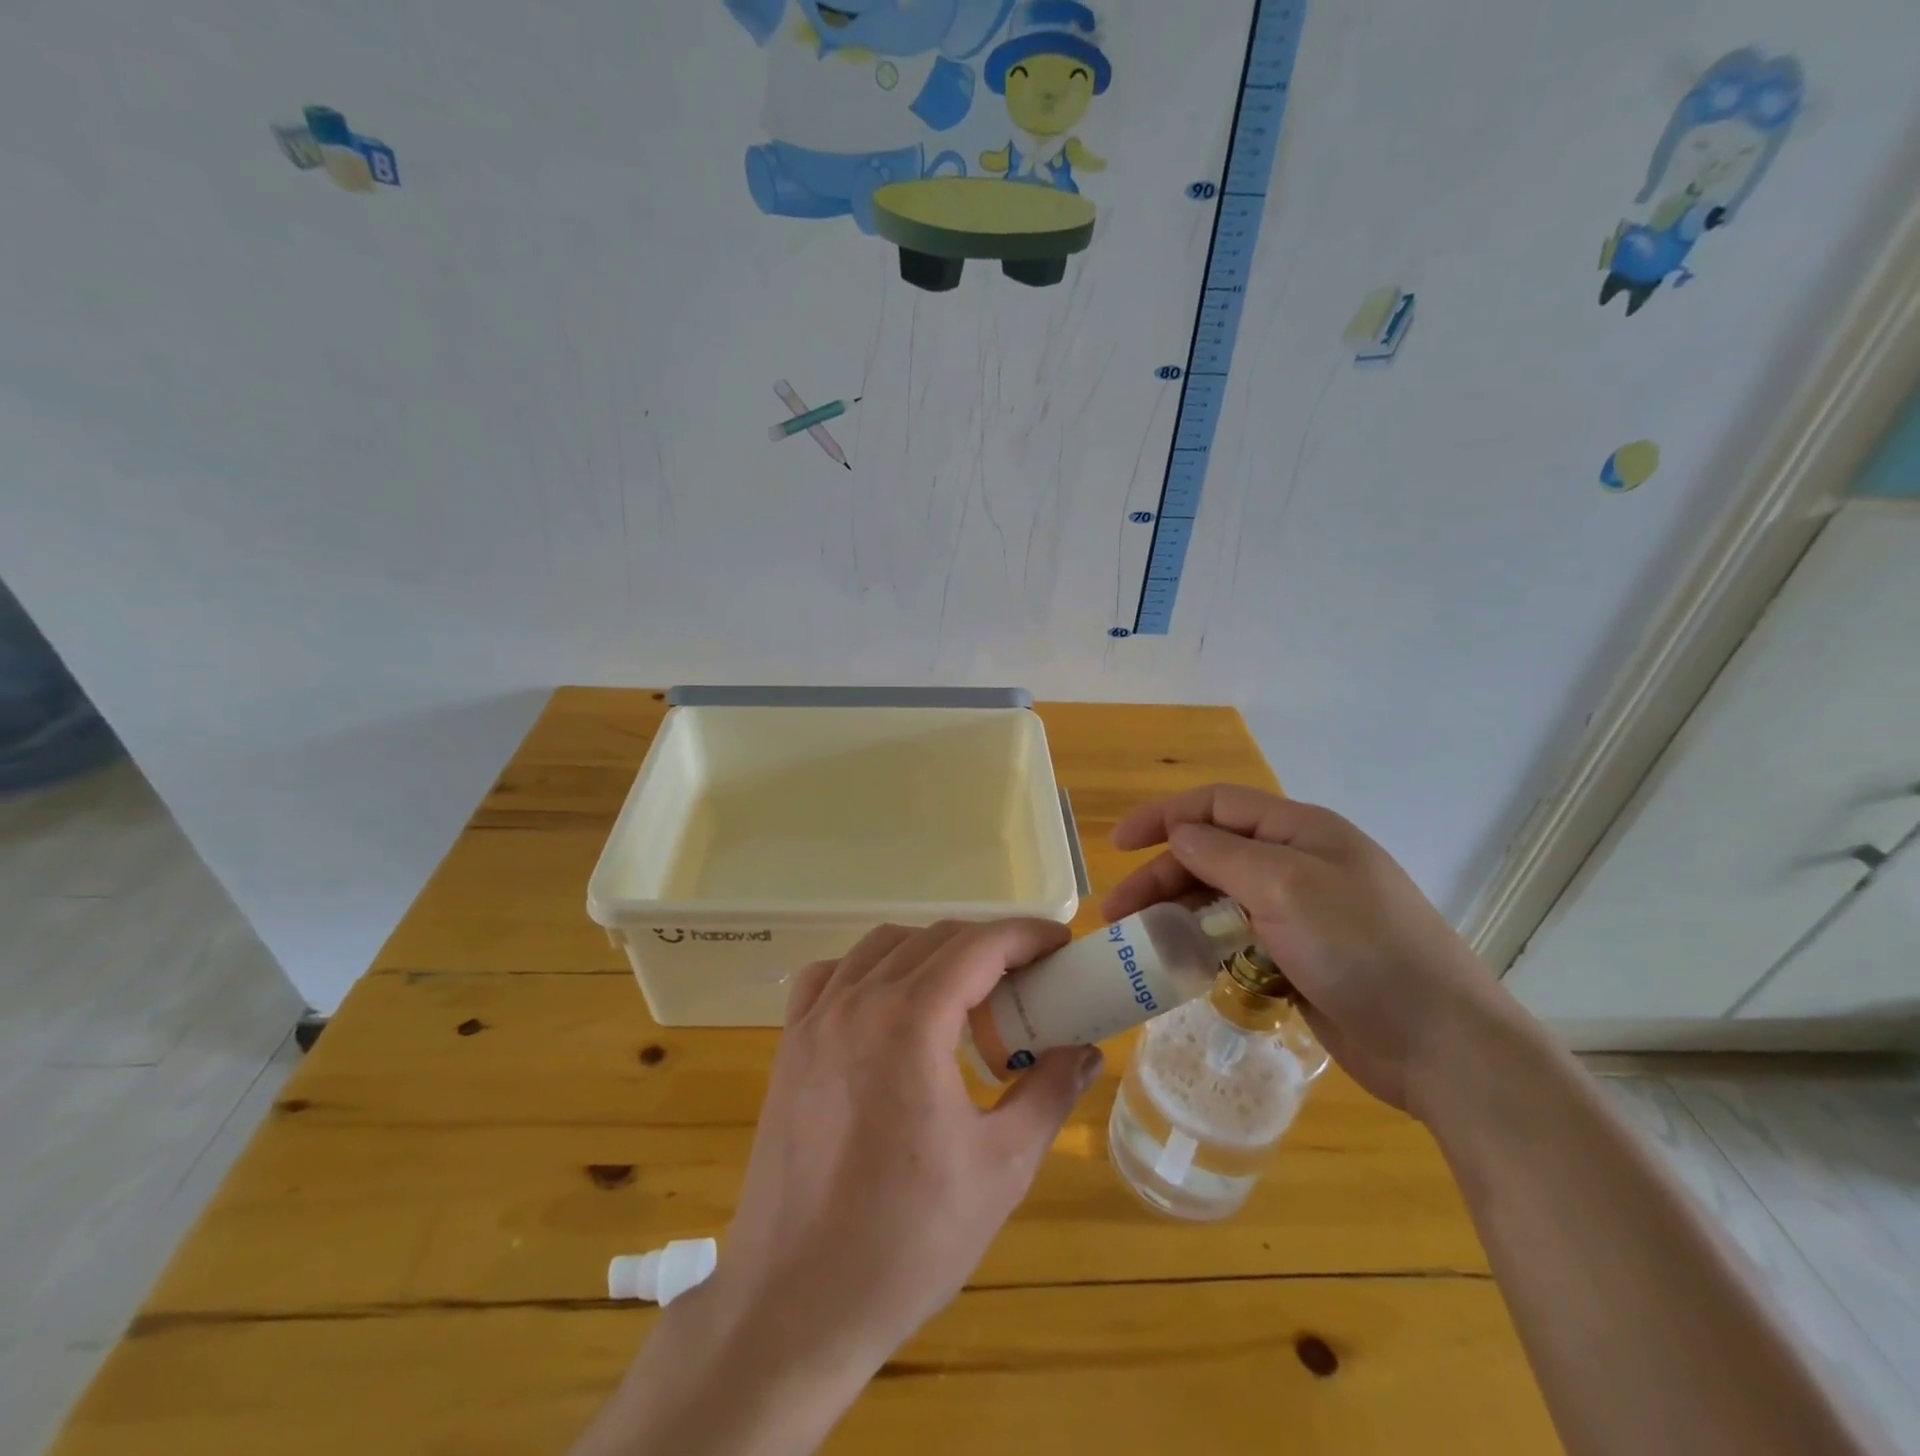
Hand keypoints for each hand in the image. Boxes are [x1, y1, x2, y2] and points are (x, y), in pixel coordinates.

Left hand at [574, 919, 1101, 1455]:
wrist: (796, 1306)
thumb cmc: (908, 1241)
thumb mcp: (1001, 1168)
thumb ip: (1049, 1094)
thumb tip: (1086, 1051)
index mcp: (911, 1021)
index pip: (979, 946)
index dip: (1026, 935)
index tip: (1061, 943)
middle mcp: (858, 1001)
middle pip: (934, 938)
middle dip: (988, 946)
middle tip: (1027, 979)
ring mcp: (815, 1020)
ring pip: (882, 946)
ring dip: (932, 951)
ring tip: (965, 993)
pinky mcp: (789, 1045)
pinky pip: (831, 975)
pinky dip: (869, 969)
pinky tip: (887, 1005)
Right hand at [1102, 784, 1516, 1116]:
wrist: (1443, 1046)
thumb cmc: (1363, 950)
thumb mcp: (1286, 887)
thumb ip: (1222, 854)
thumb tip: (1178, 835)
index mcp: (1301, 831)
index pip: (1216, 806)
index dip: (1162, 817)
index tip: (1118, 845)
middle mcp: (1299, 864)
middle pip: (1212, 854)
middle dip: (1161, 876)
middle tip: (1117, 914)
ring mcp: (1302, 913)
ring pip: (1221, 898)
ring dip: (1177, 913)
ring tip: (1140, 942)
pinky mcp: (1301, 958)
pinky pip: (1239, 939)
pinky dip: (1206, 945)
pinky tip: (1183, 965)